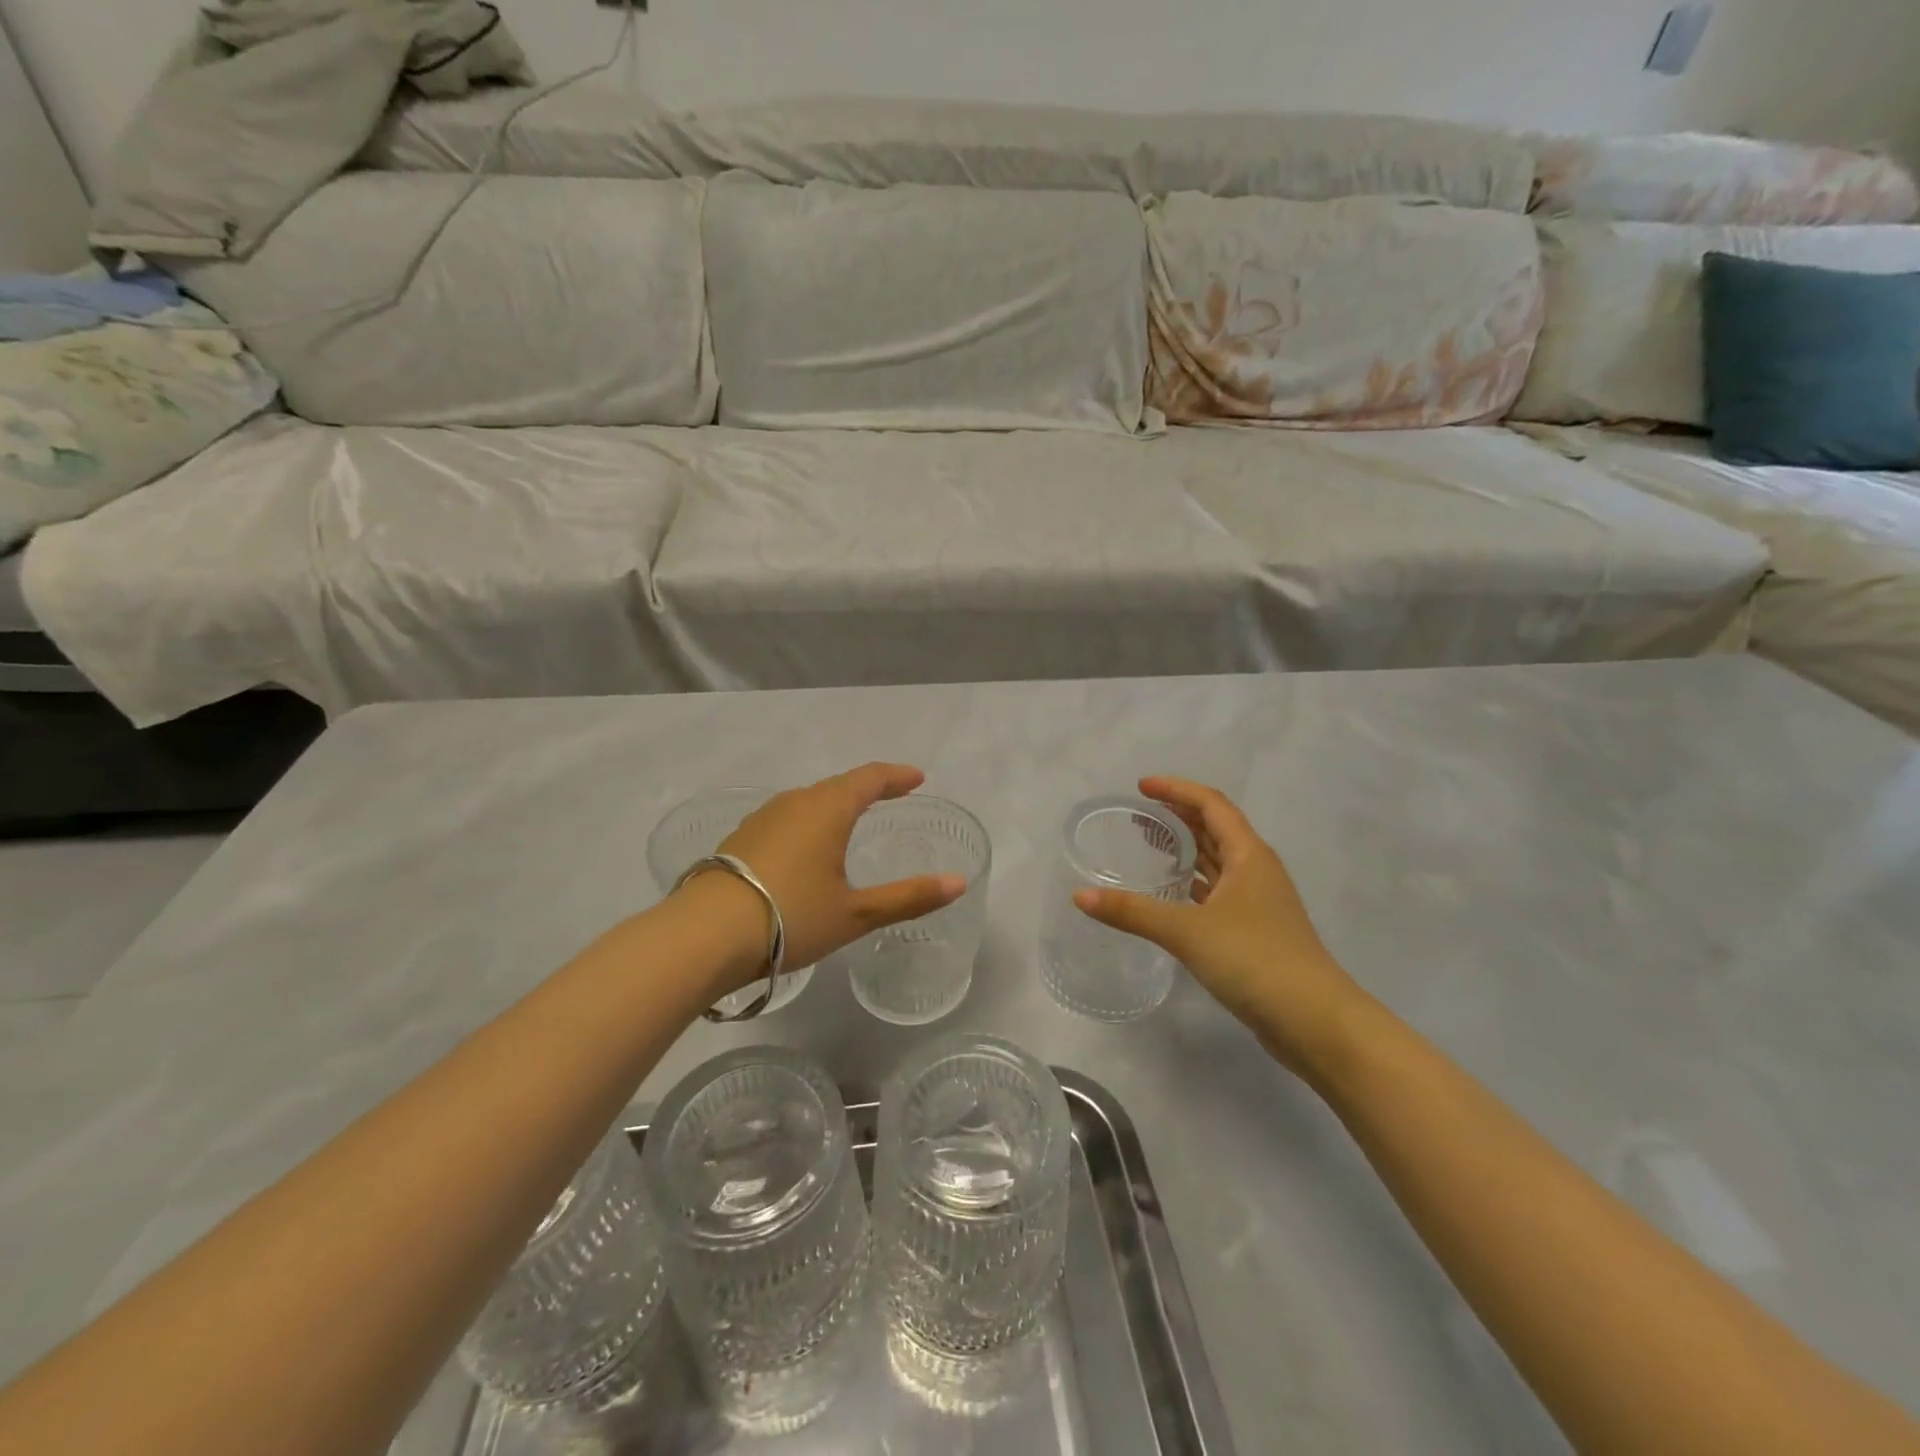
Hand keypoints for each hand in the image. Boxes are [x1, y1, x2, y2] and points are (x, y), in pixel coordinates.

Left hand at [697, 763, 966, 980]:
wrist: (704, 935)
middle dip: (868, 788)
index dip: (896, 776)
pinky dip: (808, 822)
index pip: (870, 778)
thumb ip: (908, 897)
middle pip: (838, 785)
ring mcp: (762, 819)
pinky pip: (786, 819)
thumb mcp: (856, 913)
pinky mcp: (739, 839)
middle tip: (891, 796)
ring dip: (835, 804)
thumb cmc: (790, 917)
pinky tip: (805, 847)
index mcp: (828, 809)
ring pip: (808, 801)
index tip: (917, 778)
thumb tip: (958, 882)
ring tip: (851, 820)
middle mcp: (794, 803)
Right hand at [1073, 777, 1369, 1079]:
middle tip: (1140, 815)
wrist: (1315, 1022)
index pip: (1212, 804)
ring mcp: (1259, 903)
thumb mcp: (1187, 931)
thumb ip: (1132, 911)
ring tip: (1151, 846)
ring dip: (1188, 850)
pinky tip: (1172, 895)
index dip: (1177, 789)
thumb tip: (1080, 896)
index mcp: (1249, 855)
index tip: (1141, 787)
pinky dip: (1193, 885)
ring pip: (1219, 863)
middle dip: (1179, 816)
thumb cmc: (1255, 959)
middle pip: (1216, 829)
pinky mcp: (1255, 933)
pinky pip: (1218, 893)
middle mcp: (1257, 871)